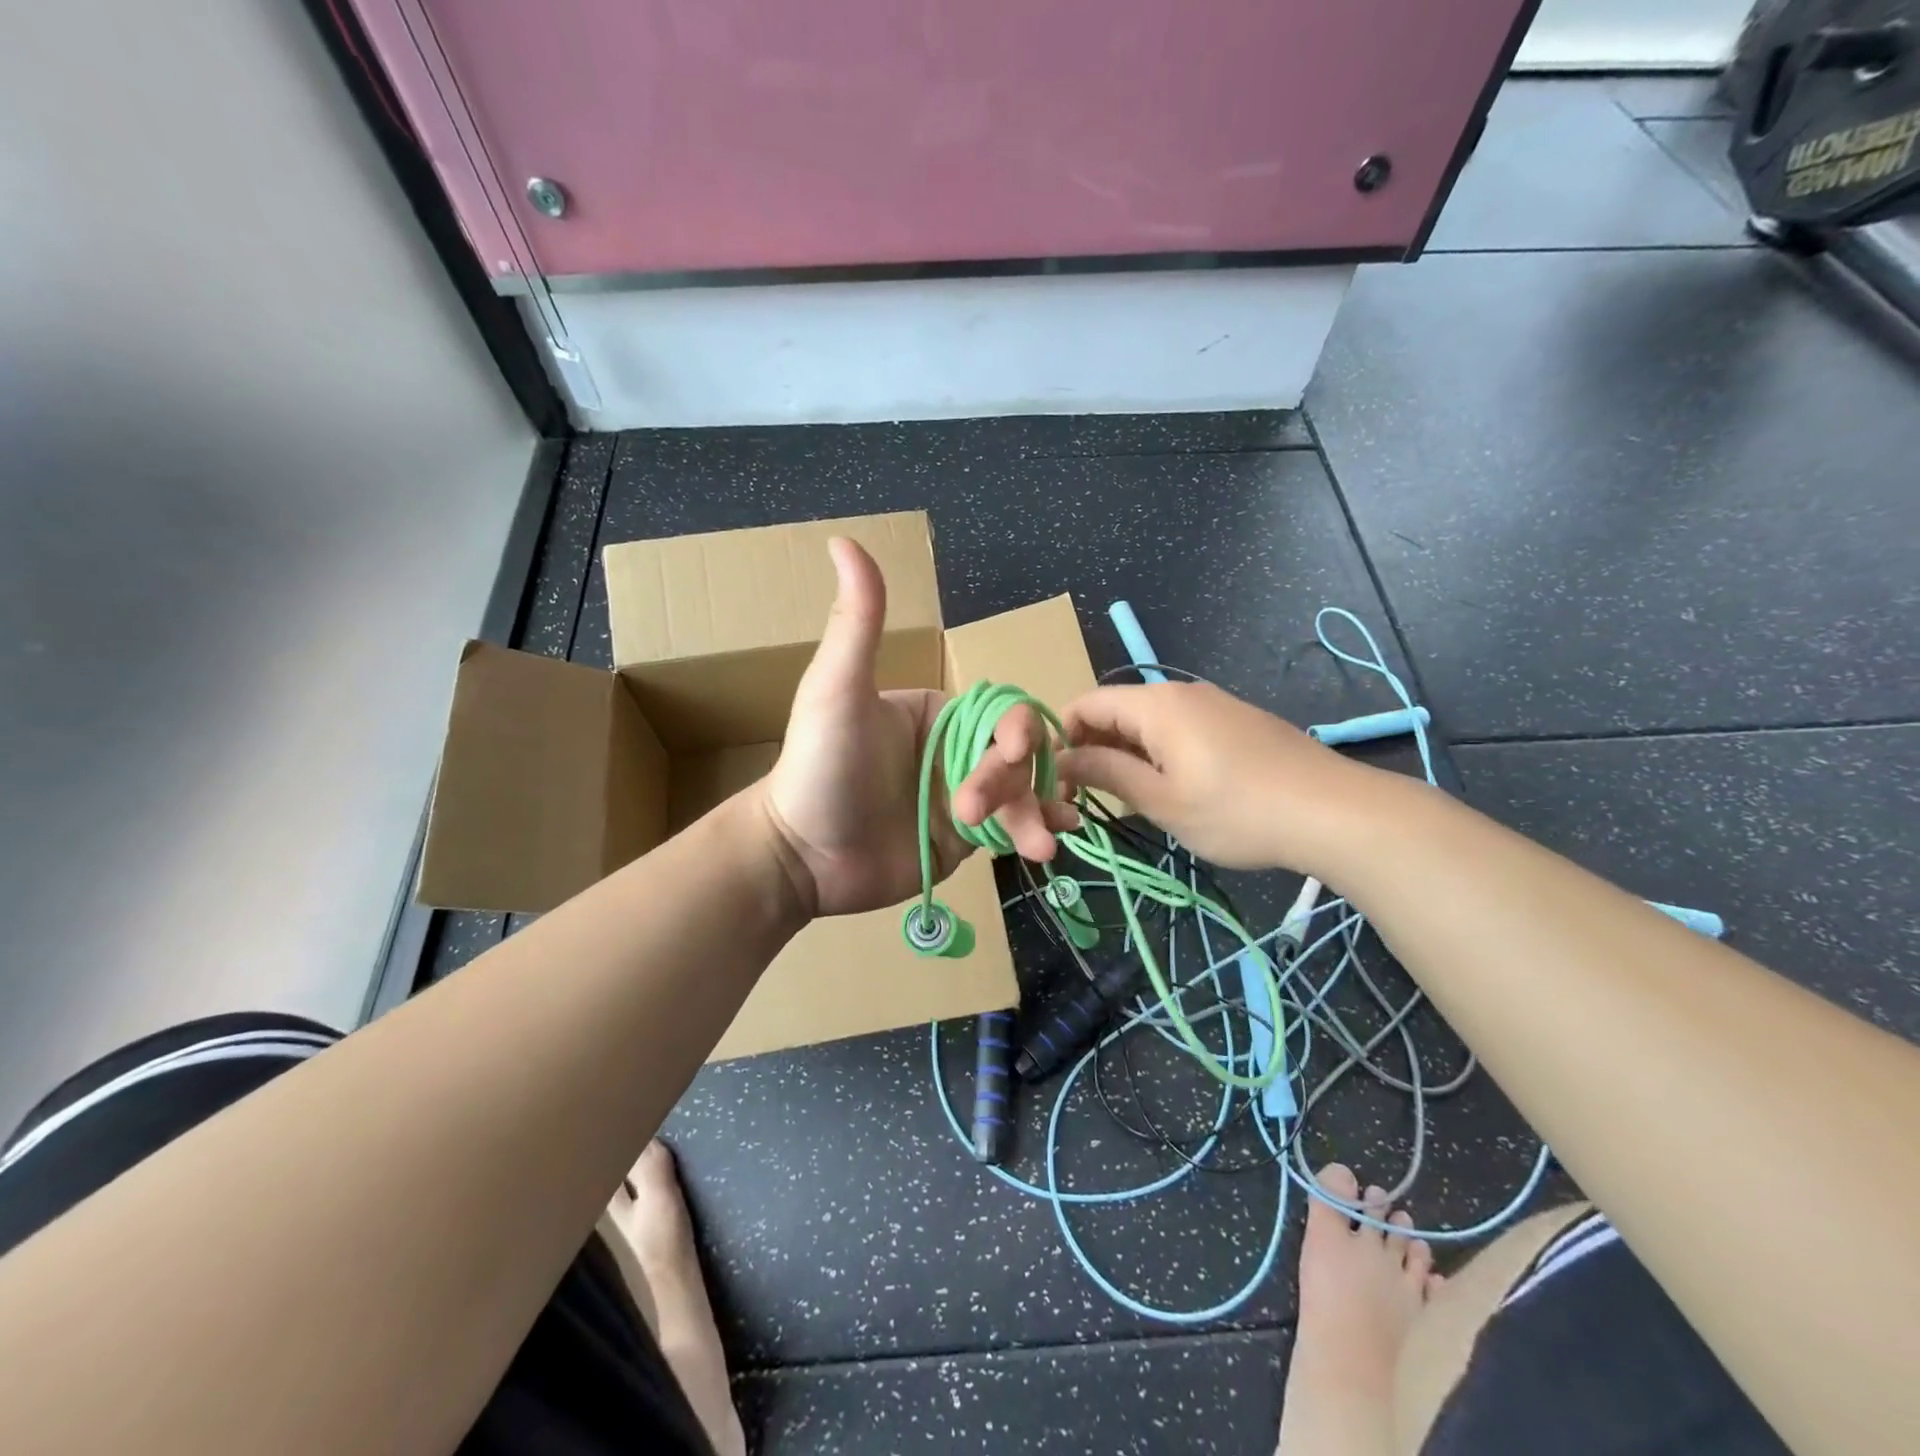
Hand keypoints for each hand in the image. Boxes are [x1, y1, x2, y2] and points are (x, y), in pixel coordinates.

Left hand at [761, 539, 1078, 917]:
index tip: (1011, 752)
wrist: (800, 857)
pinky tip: (1049, 845)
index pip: (998, 713)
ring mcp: (961, 797)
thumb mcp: (836, 690)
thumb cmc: (818, 767)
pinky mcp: (963, 840)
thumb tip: (844, 539)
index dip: (1015, 729)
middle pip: (1015, 757)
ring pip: (1020, 794)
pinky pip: (1008, 830)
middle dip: (1011, 782)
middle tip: (971, 812)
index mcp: (937, 712)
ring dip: (1033, 814)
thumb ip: (857, 622)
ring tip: (1041, 847)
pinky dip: (1034, 834)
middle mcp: (954, 751)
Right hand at [1058, 682, 1389, 872]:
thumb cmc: (1236, 810)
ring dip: (1125, 753)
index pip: (1087, 703)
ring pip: (1149, 722)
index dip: (1062, 735)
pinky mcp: (1236, 722)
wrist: (1334, 812)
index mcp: (1156, 704)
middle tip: (1085, 795)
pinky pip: (1179, 729)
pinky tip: (1169, 789)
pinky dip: (1158, 753)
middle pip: (1117, 710)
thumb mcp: (1162, 800)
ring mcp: (1213, 705)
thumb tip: (1063, 759)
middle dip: (1092, 747)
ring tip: (1125, 797)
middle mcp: (1181, 693)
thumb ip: (1107, 773)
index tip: (1055, 778)